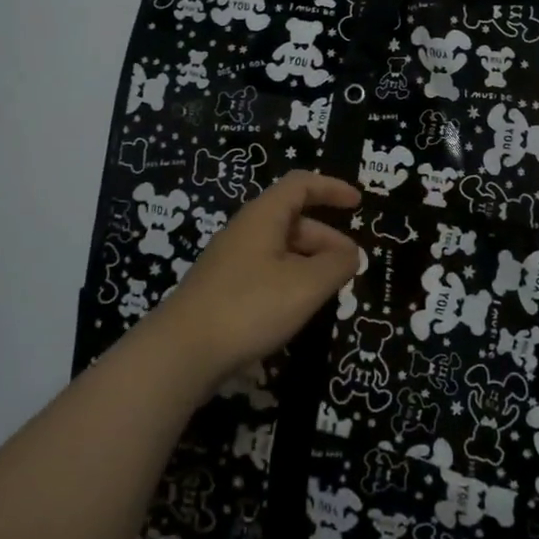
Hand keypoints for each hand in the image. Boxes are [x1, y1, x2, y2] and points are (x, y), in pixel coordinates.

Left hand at [148, 172, 362, 388]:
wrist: (179, 354)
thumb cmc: (249, 307)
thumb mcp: (306, 285)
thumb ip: (336, 264)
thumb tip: (351, 254)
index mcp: (263, 216)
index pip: (301, 185)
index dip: (332, 188)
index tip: (358, 204)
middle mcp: (245, 231)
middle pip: (294, 219)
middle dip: (327, 238)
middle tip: (350, 265)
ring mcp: (230, 261)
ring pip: (281, 248)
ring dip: (310, 261)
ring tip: (330, 290)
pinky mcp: (222, 289)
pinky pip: (266, 271)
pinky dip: (291, 279)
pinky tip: (298, 307)